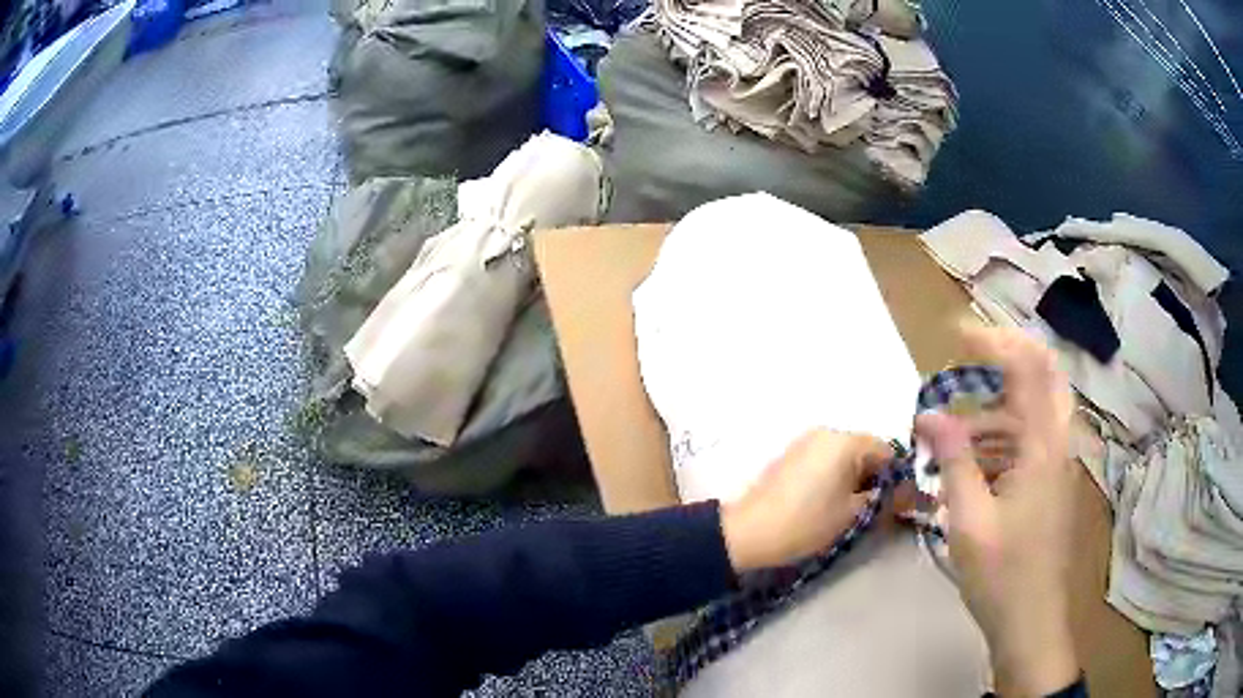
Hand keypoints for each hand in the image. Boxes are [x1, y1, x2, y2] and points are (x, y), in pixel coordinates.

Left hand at [720, 430, 892, 572]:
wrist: (749, 532)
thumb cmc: (806, 522)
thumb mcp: (853, 514)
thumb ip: (884, 499)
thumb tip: (908, 494)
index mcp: (845, 441)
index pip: (887, 451)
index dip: (898, 477)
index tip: (900, 503)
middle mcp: (827, 432)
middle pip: (866, 451)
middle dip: (877, 477)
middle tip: (878, 509)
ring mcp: (806, 442)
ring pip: (846, 457)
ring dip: (857, 478)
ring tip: (855, 509)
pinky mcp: (792, 455)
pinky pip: (826, 460)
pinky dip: (837, 477)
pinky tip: (833, 502)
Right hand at [914, 325, 1078, 695]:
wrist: (1031, 621)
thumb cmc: (1002, 574)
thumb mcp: (970, 520)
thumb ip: (954, 460)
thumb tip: (930, 413)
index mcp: (1042, 446)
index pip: (1027, 367)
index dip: (993, 341)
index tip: (955, 336)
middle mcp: (1057, 443)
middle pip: (1043, 374)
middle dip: (1005, 357)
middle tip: (966, 360)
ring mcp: (1057, 463)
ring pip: (1034, 408)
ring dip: (996, 405)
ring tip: (952, 431)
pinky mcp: (1050, 482)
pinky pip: (1030, 439)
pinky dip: (1001, 436)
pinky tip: (970, 464)